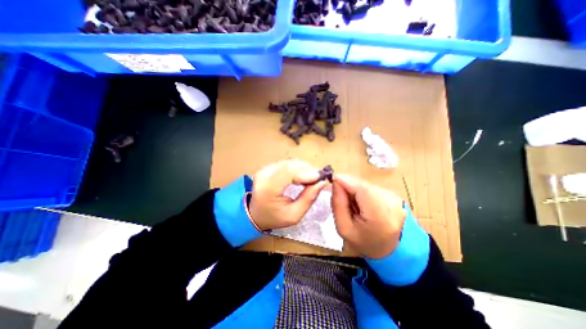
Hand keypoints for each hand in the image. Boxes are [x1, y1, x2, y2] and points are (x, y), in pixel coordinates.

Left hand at [249, 159, 327, 230]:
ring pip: (290, 162)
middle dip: (308, 170)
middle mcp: (264, 174)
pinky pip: (287, 163)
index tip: (320, 178)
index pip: (289, 172)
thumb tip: (322, 182)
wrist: (256, 214)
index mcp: (268, 188)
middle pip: (291, 165)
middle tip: (318, 179)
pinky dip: (298, 168)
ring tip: (312, 179)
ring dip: (304, 169)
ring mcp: (265, 169)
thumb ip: (308, 198)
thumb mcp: (294, 215)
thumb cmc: (274, 217)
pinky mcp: (268, 167)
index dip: (306, 172)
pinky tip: (303, 177)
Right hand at [332, 174, 405, 259]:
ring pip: (366, 185)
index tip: (332, 181)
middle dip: (349, 187)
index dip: (346, 181)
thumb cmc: (362, 241)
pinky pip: (372, 187)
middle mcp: (392, 204)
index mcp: (380, 216)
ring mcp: (395, 199)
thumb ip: (338, 204)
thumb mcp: (343, 227)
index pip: (362, 189)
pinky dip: (363, 192)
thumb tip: (336, 182)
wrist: (387, 250)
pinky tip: (362, 204)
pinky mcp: (394, 196)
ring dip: (355, 190)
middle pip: (363, 185)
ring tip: (353, 204)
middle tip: (342, 198)